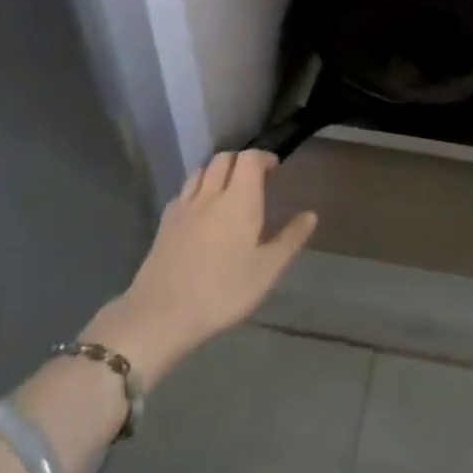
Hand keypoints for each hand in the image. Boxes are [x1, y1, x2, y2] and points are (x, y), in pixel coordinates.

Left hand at [85, 151, 316, 386]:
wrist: (161, 314)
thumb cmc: (223, 291)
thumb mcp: (267, 270)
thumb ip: (290, 239)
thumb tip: (311, 215)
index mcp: (239, 199)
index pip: (249, 158)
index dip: (263, 157)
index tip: (275, 169)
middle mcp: (210, 194)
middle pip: (223, 158)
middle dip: (241, 161)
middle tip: (255, 179)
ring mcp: (183, 207)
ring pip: (200, 171)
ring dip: (217, 171)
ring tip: (228, 190)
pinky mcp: (164, 223)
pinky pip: (184, 192)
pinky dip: (197, 189)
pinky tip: (201, 211)